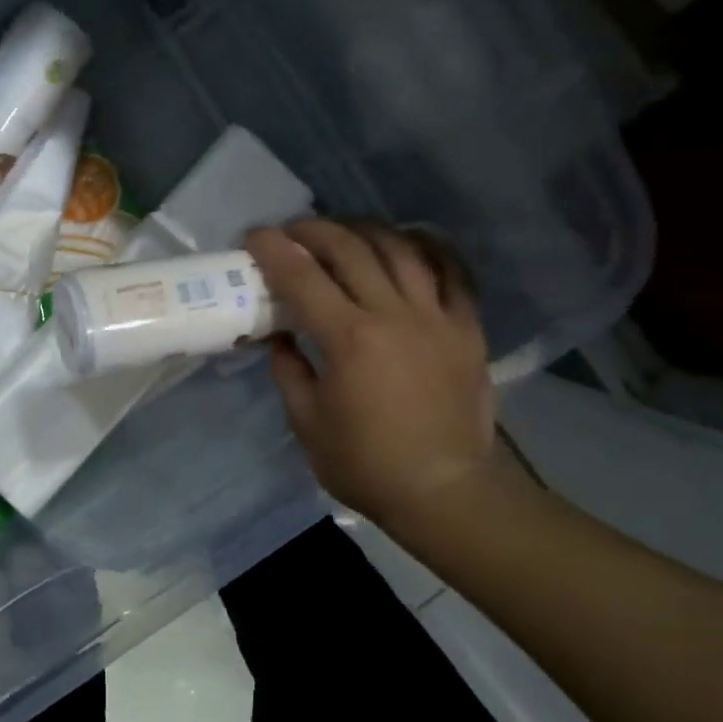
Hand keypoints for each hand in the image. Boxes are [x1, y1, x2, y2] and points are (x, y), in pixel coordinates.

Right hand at [245, 220, 495, 526]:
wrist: (443, 491)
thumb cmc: (365, 464)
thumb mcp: (307, 423)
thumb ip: (289, 371)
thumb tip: (280, 338)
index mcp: (349, 339)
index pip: (301, 277)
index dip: (273, 250)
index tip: (254, 237)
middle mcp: (393, 314)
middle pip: (350, 249)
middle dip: (314, 231)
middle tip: (293, 233)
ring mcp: (437, 317)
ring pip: (401, 249)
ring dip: (365, 230)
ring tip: (344, 231)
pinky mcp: (467, 328)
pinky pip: (452, 272)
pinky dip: (428, 248)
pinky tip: (408, 241)